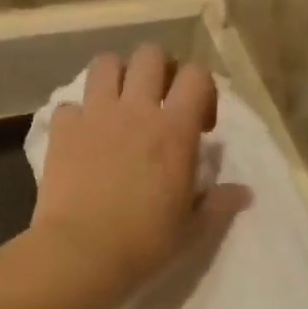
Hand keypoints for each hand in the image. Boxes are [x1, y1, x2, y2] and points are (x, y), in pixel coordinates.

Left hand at [29, 46, 250, 308]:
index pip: (197, 76)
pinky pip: (70, 104)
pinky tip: (84, 140)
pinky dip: (79, 115)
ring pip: (106, 63)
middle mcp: (136, 110)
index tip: (200, 125)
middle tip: (160, 105)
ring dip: (117, 78)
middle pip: (150, 55)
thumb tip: (245, 192)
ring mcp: (95, 115)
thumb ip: (219, 204)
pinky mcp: (62, 130)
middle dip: (160, 72)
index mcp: (175, 130)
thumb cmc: (145, 243)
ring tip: (121, 107)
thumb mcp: (192, 229)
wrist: (82, 253)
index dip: (202, 91)